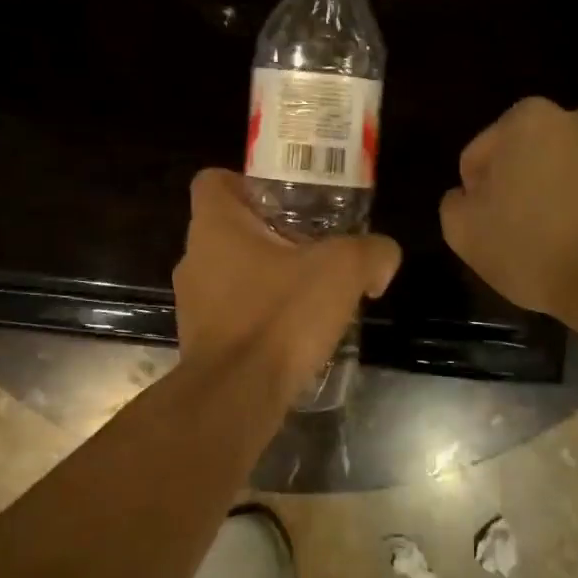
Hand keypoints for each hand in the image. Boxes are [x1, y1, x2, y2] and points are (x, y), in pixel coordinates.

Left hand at [174, 169, 400, 401]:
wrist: (237, 396)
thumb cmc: (280, 315)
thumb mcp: (343, 270)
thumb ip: (372, 252)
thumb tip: (383, 258)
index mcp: (215, 225)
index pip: (214, 181)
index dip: (247, 182)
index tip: (284, 198)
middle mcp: (194, 259)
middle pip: (229, 229)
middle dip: (270, 233)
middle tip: (314, 244)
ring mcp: (194, 303)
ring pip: (232, 273)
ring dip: (267, 277)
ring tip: (311, 291)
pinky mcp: (202, 342)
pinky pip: (235, 313)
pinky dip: (261, 315)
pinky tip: (296, 332)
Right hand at [440, 98, 577, 320]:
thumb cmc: (531, 246)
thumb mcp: (464, 231)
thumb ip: (454, 204)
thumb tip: (467, 196)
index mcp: (526, 119)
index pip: (478, 156)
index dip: (473, 194)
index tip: (482, 226)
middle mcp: (573, 120)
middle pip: (521, 159)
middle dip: (513, 187)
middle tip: (510, 232)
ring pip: (558, 173)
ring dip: (547, 197)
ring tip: (544, 242)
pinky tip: (574, 245)